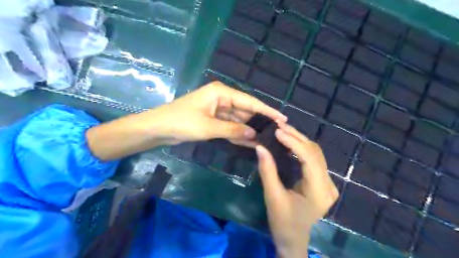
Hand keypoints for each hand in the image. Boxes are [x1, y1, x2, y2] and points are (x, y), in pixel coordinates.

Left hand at [87, 81, 285, 159]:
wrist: (157, 129)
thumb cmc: (181, 123)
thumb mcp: (208, 127)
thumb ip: (233, 130)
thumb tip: (254, 135)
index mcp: (221, 93)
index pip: (250, 101)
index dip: (267, 111)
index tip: (282, 119)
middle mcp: (222, 98)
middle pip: (245, 111)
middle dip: (258, 122)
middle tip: (276, 134)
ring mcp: (218, 110)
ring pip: (238, 120)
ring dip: (249, 130)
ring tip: (266, 140)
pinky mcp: (213, 120)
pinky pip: (230, 127)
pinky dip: (238, 134)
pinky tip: (250, 142)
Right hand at [257, 123, 337, 257]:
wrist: (293, 238)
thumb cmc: (282, 221)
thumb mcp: (272, 197)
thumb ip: (267, 171)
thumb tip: (260, 147)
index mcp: (319, 191)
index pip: (309, 158)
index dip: (293, 142)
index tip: (277, 131)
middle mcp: (329, 185)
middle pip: (315, 153)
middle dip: (296, 137)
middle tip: (279, 127)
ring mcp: (328, 183)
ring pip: (316, 154)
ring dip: (299, 140)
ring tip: (283, 131)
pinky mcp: (323, 182)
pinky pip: (314, 159)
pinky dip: (301, 148)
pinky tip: (289, 143)